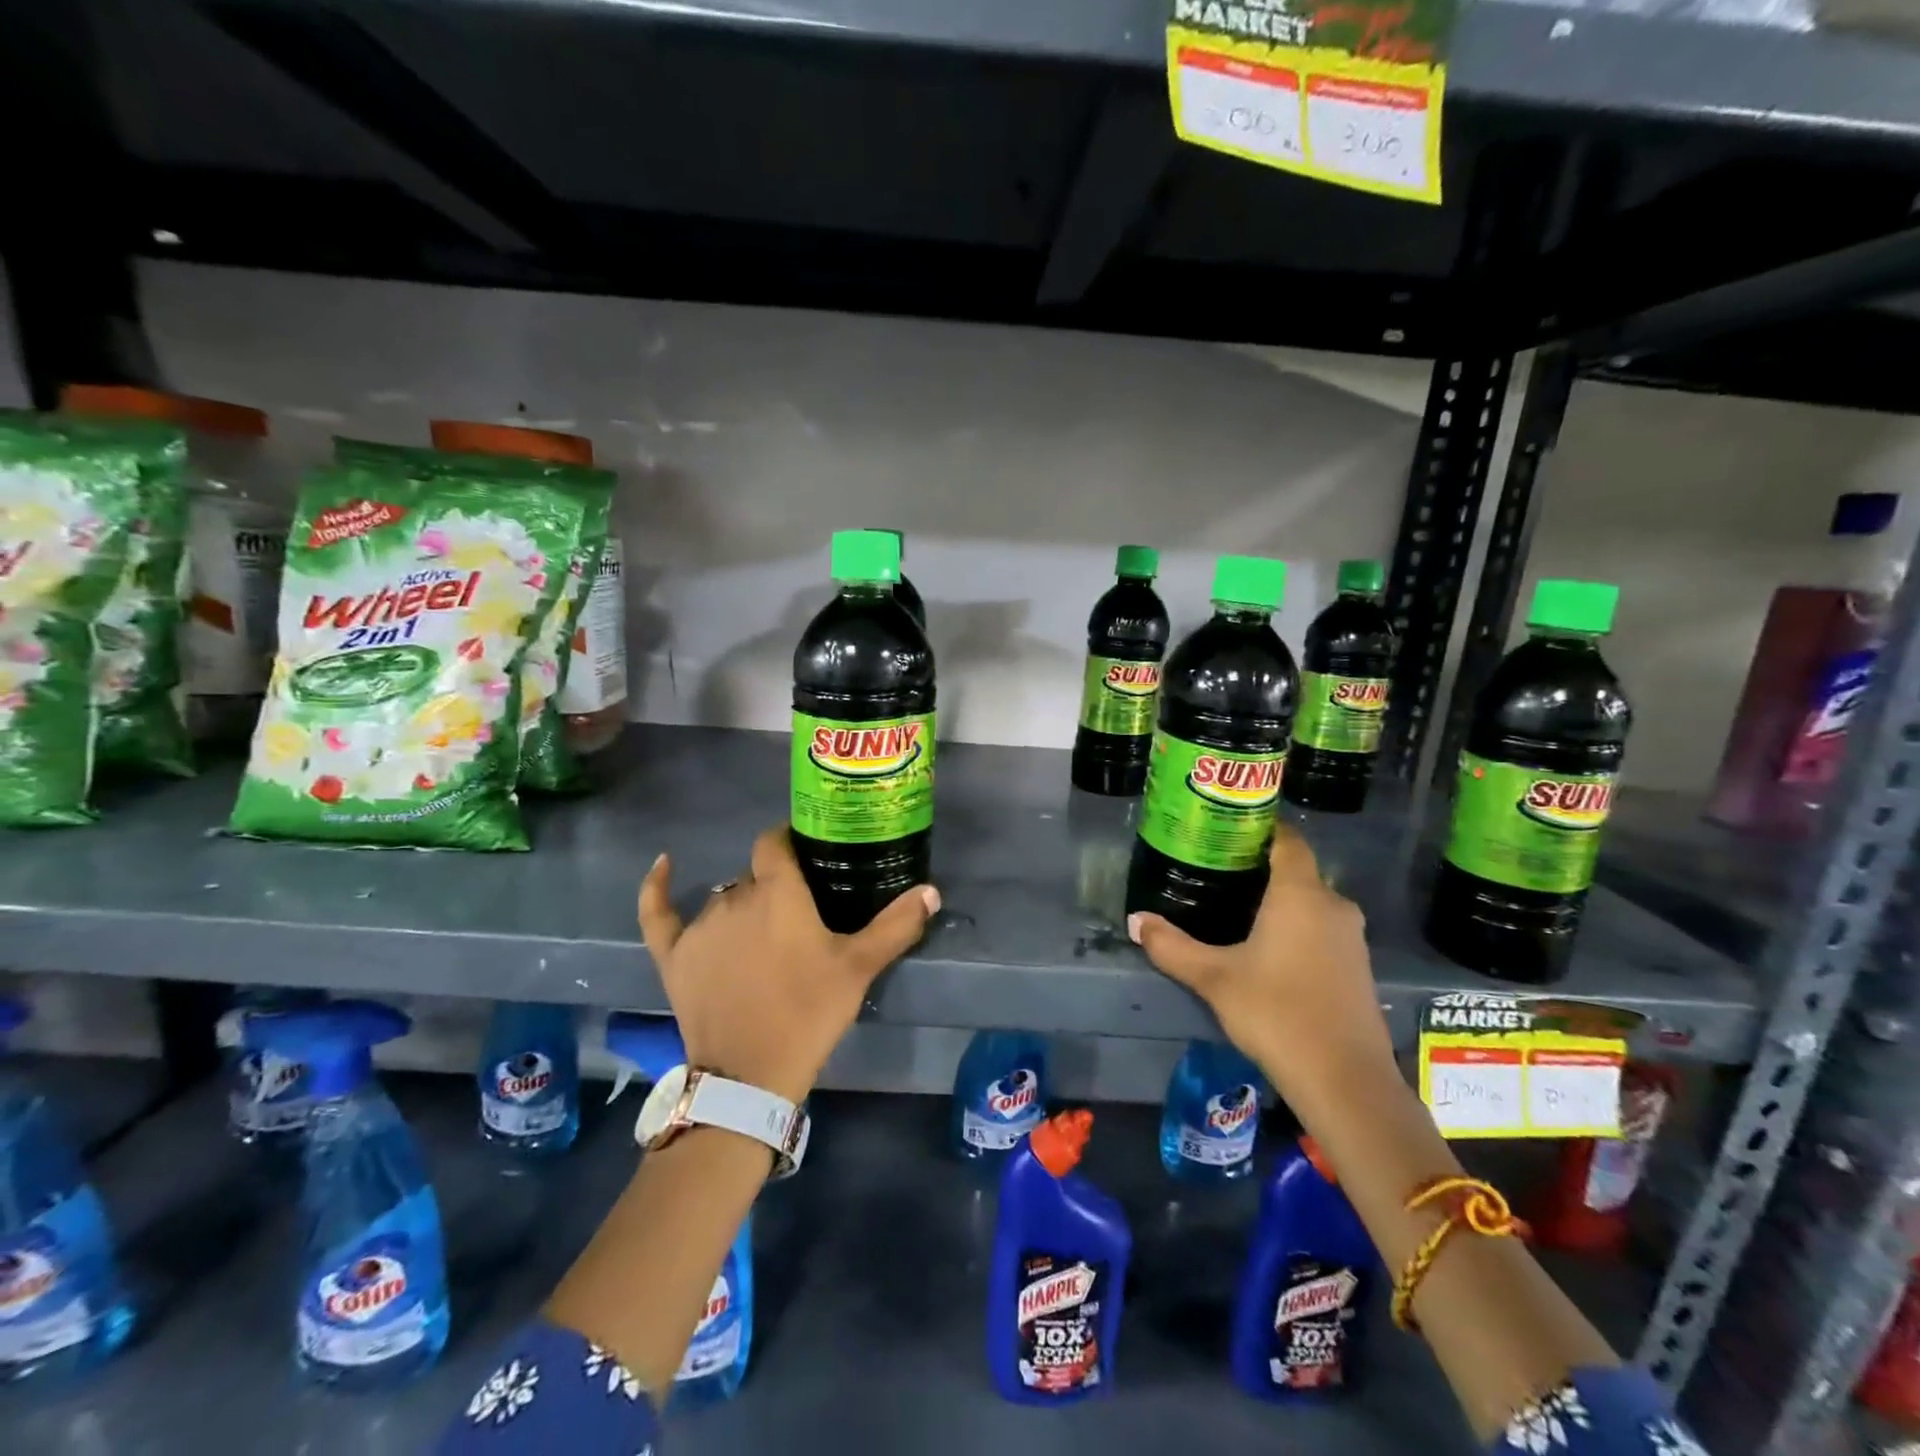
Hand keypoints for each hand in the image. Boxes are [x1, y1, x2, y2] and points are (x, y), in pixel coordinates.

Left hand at [637, 826, 939, 1103]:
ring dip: (743, 906)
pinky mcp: (673, 955)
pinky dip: (656, 888)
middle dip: (776, 887)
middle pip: (755, 876)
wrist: (749, 1075)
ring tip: (765, 935)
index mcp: (777, 892)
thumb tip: (931, 890)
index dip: (789, 840)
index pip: (775, 842)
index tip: (807, 853)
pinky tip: (662, 864)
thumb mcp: (858, 968)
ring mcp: (699, 926)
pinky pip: (658, 913)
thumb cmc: (808, 1012)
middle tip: (800, 914)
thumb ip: (895, 926)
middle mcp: (735, 897)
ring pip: (723, 898)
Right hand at [1128, 825, 1394, 1112]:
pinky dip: (1297, 927)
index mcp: (1300, 894)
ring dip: (1279, 901)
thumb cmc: (1277, 1013)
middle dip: (1260, 868)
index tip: (1227, 828)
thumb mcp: (1214, 978)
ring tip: (1236, 908)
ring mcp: (1351, 938)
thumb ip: (1173, 947)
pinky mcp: (1358, 967)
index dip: (1260, 828)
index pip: (1287, 839)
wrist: (1345, 1081)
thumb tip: (1135, 921)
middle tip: (1218, 871)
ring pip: (1311, 902)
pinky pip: (1322, 929)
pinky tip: (1268, 949)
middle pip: (1297, 871)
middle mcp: (1333, 905)